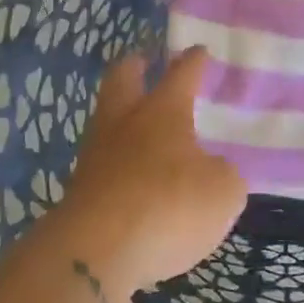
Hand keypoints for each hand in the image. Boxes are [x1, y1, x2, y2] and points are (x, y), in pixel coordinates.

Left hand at [46, 47, 246, 297]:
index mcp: (163, 112)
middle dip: (134, 67)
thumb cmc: (169, 206)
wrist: (97, 251)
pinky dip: (117, 162)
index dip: (193, 62)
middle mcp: (124, 123)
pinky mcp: (80, 191)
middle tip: (143, 61)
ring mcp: (95, 155)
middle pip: (122, 80)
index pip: (181, 75)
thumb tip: (211, 170)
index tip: (199, 50)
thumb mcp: (223, 192)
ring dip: (122, 116)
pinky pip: (102, 164)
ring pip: (107, 120)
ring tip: (140, 125)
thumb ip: (223, 174)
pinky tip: (131, 174)